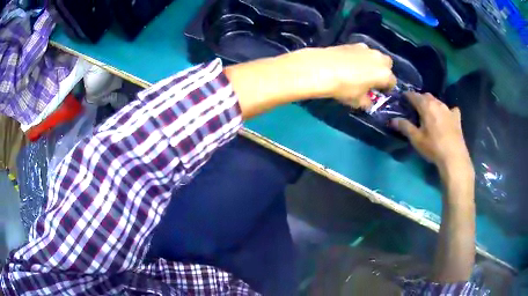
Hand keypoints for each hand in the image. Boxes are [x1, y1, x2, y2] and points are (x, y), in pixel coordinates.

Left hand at [290, 44, 396, 107]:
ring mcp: (365, 48)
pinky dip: (360, 56)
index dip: (386, 88)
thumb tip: (369, 101)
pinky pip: (361, 51)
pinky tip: (349, 63)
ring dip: (372, 62)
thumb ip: (367, 102)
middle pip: (387, 64)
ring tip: (360, 70)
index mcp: (384, 74)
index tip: (379, 92)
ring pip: (375, 55)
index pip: (392, 82)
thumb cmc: (344, 88)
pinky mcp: (352, 43)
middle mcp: (378, 58)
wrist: (321, 68)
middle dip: (383, 71)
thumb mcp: (357, 101)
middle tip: (372, 79)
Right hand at [391, 92, 472, 173]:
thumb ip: (404, 127)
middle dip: (420, 99)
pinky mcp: (456, 117)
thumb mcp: (416, 139)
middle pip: (426, 96)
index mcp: (426, 106)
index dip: (407, 96)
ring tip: (429, 112)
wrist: (453, 156)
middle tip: (415, 107)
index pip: (413, 95)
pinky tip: (447, 116)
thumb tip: (392, 120)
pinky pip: (451, 109)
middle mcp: (437, 103)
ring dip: (432, 104)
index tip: (403, 98)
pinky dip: (447, 111)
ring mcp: (448, 109)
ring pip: (438, 101)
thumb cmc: (433, 147)